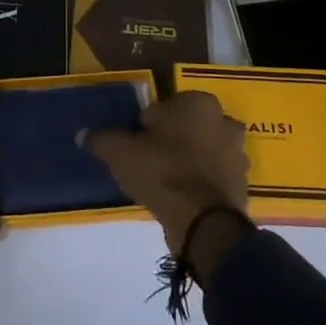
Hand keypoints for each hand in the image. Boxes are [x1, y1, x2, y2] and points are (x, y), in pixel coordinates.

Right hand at [83, 91, 249, 254]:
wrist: (203, 222)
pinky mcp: (242, 183)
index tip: (136, 147)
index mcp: (198, 102)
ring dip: (188, 162)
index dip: (146, 127)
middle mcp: (224, 120)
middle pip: (187, 127)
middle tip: (149, 164)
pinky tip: (182, 199)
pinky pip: (213, 177)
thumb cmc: (162, 172)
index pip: (164, 107)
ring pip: (203, 151)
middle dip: (171, 141)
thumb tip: (83, 134)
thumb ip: (102, 139)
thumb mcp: (120, 153)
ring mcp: (237, 153)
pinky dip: (201, 183)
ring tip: (165, 184)